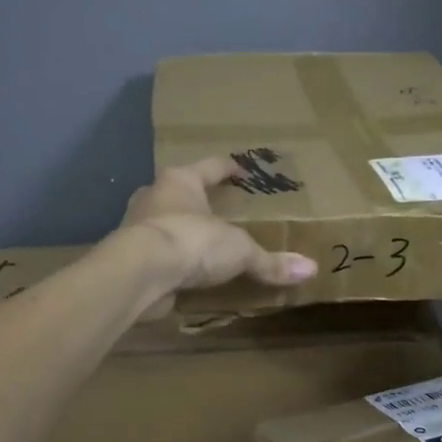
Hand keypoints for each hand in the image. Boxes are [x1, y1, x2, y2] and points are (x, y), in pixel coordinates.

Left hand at [117, 157, 316, 316]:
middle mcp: (154, 197)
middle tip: (222, 211)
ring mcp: (136, 227)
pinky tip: (186, 274)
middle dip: (200, 201)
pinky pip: (158, 255)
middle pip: (182, 193)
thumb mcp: (240, 251)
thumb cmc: (191, 241)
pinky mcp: (129, 258)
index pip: (210, 167)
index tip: (243, 171)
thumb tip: (311, 269)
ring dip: (182, 232)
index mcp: (181, 181)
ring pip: (165, 223)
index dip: (228, 169)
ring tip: (205, 244)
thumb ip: (271, 261)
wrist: (138, 273)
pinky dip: (172, 262)